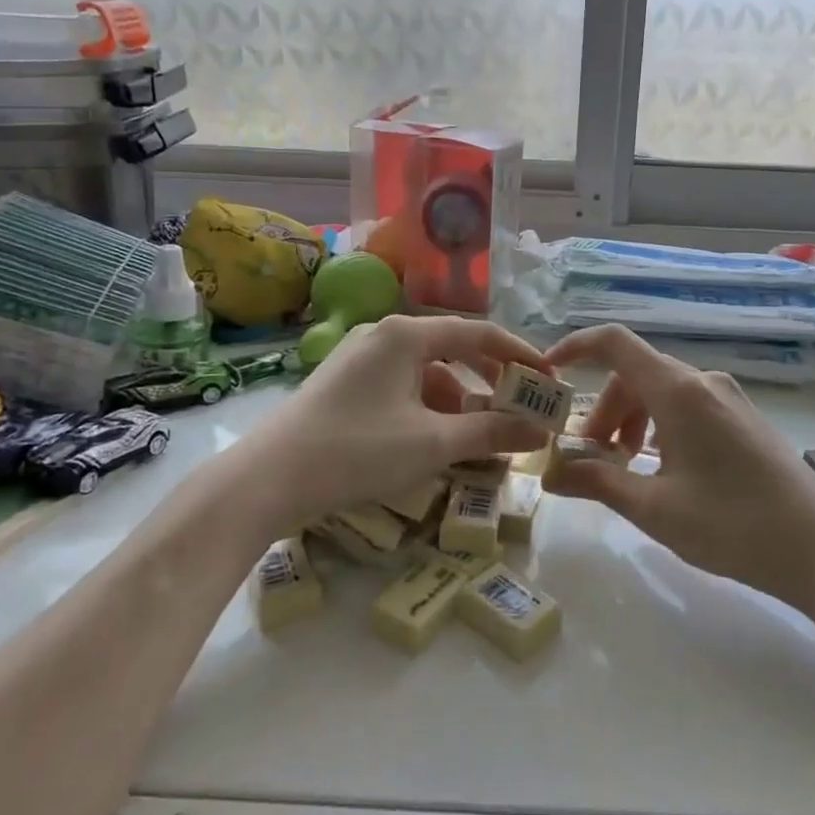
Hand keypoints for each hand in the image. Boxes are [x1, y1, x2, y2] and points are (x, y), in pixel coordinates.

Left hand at [236, 315, 554, 536]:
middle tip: (522, 408)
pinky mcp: (345, 386)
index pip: (479, 332)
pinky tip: (438, 443)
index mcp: (406, 334)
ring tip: (483, 438)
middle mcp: (383, 336)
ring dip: (460, 402)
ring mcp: (360, 360)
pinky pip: (402, 390)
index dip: (519, 354)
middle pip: (453, 350)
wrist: (266, 481)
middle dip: (491, 381)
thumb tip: (540, 431)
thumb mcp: (432, 443)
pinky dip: (428, 411)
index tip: (548, 379)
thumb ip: (491, 433)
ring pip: (427, 374)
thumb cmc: (357, 450)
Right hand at [543, 325, 814, 610]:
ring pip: (661, 391)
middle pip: (636, 374)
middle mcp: (703, 382)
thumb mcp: (654, 508)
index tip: (549, 372)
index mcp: (679, 391)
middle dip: (603, 409)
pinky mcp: (743, 417)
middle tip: (591, 457)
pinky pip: (687, 405)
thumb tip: (550, 474)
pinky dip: (659, 425)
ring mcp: (728, 398)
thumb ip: (597, 482)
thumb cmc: (732, 524)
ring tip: (625, 466)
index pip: (615, 343)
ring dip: (631, 419)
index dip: (576, 347)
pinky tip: (663, 468)